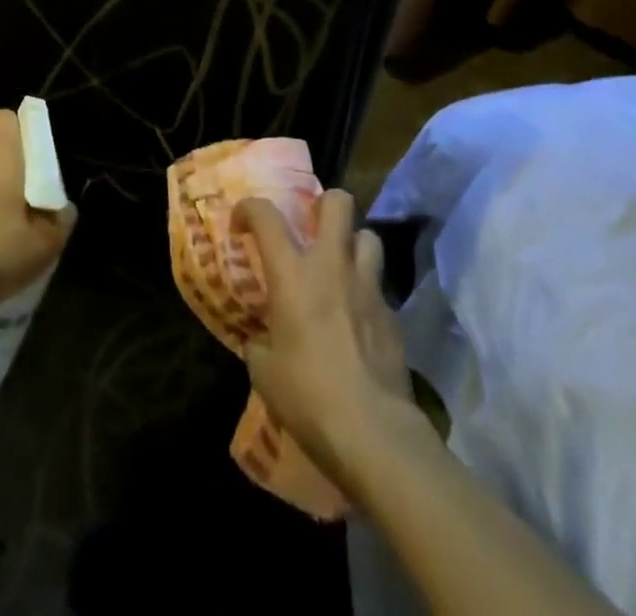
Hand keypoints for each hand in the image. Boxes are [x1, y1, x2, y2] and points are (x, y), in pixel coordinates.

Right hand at [232, 188, 412, 479]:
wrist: (374, 432)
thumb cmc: (308, 395)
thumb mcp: (263, 370)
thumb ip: (259, 341)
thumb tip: (261, 338)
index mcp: (292, 273)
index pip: (265, 214)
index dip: (248, 209)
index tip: (241, 227)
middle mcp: (332, 266)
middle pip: (338, 203)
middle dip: (323, 204)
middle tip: (310, 228)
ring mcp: (368, 287)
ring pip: (368, 237)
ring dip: (352, 245)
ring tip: (339, 268)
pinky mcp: (393, 316)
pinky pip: (379, 286)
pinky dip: (366, 292)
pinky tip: (357, 319)